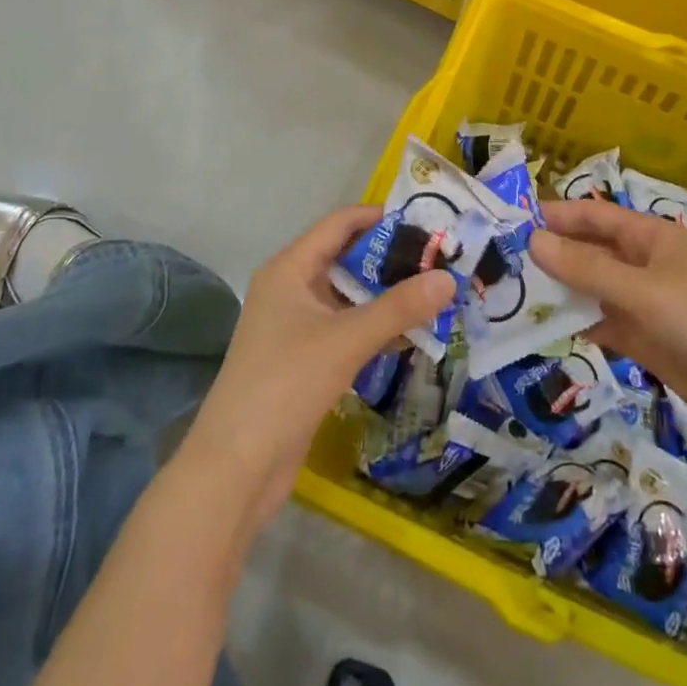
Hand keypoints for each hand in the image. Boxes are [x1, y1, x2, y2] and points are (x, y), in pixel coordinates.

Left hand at [183, 206, 456, 532]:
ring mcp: (295, 326)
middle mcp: (291, 288)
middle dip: (392, 260)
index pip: (340, 223)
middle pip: (347, 259)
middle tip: (441, 261)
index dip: (381, 218)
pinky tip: (411, 335)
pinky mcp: (304, 360)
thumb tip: (449, 278)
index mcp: (290, 268)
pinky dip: (376, 328)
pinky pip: (346, 329)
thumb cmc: (286, 384)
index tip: (427, 222)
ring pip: (349, 297)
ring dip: (387, 296)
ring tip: (435, 294)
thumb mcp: (346, 339)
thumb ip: (399, 307)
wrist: (236, 467)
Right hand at [529, 200, 686, 454]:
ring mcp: (644, 305)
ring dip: (557, 293)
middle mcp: (643, 265)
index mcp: (649, 238)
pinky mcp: (646, 341)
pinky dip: (575, 326)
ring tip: (507, 297)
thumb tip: (533, 241)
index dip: (554, 215)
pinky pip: (601, 325)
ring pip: (590, 290)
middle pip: (588, 253)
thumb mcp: (643, 293)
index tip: (509, 221)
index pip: (592, 216)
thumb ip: (587, 270)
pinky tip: (541, 332)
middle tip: (497, 265)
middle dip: (549, 256)